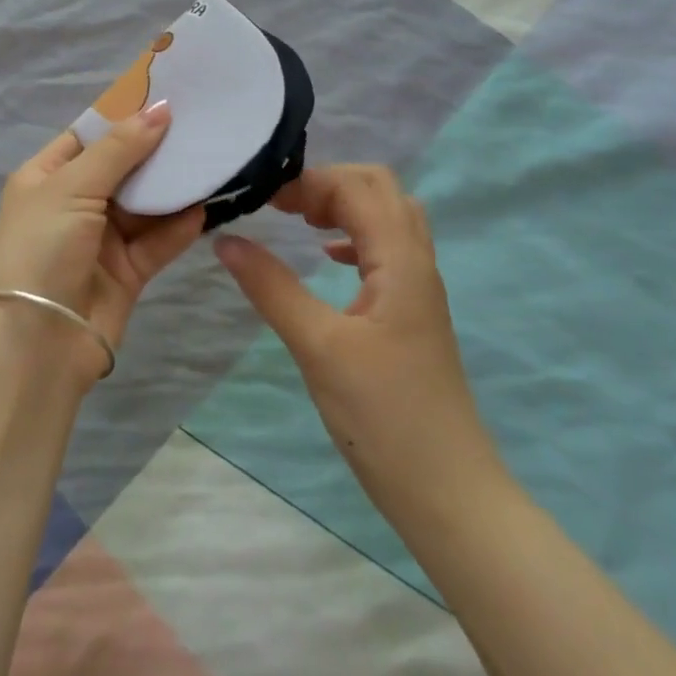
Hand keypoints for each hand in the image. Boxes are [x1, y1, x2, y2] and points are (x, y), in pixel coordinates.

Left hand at [0, 101, 203, 384]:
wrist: (35, 344)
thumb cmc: (42, 247)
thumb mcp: (73, 186)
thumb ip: (120, 148)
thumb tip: (161, 108)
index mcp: (47, 176)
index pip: (90, 134)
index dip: (125, 115)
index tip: (168, 94)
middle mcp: (74, 203)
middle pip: (123, 167)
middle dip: (157, 149)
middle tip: (202, 123)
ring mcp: (101, 239)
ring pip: (145, 204)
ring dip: (174, 186)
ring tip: (213, 158)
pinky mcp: (127, 272)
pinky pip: (158, 241)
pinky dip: (180, 225)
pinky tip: (206, 206)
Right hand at [213, 164, 505, 520]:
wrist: (449, 494)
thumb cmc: (384, 417)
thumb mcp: (318, 347)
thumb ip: (271, 287)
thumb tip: (225, 240)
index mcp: (400, 260)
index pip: (357, 187)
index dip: (309, 182)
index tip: (263, 200)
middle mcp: (416, 262)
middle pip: (379, 188)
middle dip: (327, 184)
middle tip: (283, 206)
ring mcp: (419, 287)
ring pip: (387, 216)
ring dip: (343, 206)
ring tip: (299, 221)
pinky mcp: (413, 312)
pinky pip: (387, 249)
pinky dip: (353, 237)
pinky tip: (327, 259)